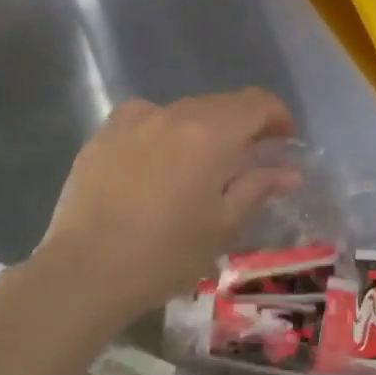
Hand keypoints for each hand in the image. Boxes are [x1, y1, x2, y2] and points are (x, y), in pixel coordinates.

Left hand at [32, 90, 301, 318]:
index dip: (277, 115)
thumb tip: (290, 172)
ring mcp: (133, 121)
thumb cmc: (165, 254)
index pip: (256, 103)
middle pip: (221, 104)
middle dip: (242, 124)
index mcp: (211, 134)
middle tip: (251, 157)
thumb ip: (257, 188)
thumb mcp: (222, 226)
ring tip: (202, 164)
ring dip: (204, 129)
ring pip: (183, 110)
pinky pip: (146, 120)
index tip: (285, 140)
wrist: (85, 271)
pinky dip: (164, 132)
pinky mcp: (103, 135)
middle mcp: (174, 114)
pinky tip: (158, 161)